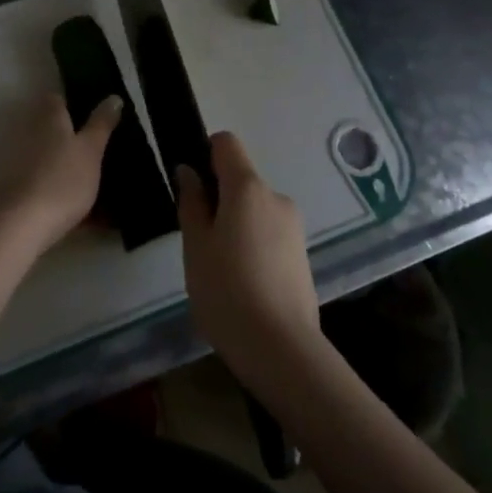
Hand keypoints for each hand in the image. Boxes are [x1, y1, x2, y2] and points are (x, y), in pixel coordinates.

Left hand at [0, 93, 120, 262]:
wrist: (22, 226)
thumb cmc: (62, 180)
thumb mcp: (91, 150)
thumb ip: (101, 124)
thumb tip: (113, 96)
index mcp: (49, 120)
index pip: (57, 99)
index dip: (73, 101)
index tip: (94, 111)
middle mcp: (31, 136)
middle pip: (54, 129)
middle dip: (74, 136)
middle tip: (103, 147)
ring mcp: (22, 165)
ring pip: (52, 159)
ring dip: (70, 167)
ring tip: (99, 180)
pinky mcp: (20, 192)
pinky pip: (49, 186)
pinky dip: (65, 193)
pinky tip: (87, 214)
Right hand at [176, 132, 322, 393]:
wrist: (281, 349)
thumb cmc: (226, 291)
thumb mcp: (195, 246)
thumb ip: (191, 202)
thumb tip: (189, 171)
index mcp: (247, 188)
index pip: (226, 143)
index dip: (204, 154)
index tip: (190, 186)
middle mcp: (276, 197)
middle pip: (241, 179)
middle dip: (218, 199)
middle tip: (198, 239)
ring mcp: (294, 226)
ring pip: (255, 209)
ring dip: (236, 224)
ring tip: (220, 267)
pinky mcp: (302, 254)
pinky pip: (270, 233)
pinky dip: (253, 244)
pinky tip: (243, 282)